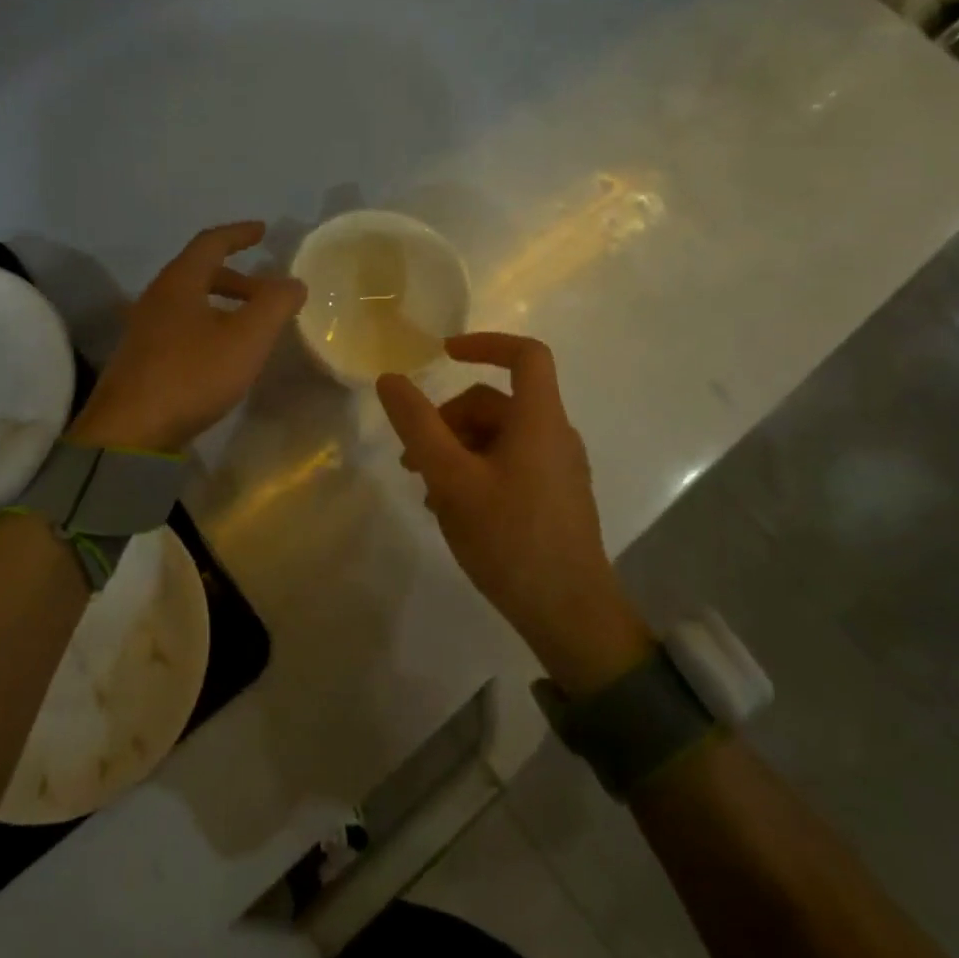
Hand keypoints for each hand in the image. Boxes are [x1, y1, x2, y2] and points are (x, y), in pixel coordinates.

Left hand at [69, 222, 306, 453]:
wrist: (130, 432)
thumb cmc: (192, 374)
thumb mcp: (246, 338)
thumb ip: (275, 304)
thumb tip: (293, 282)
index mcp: (179, 282)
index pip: (211, 242)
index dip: (239, 234)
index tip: (263, 230)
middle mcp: (156, 297)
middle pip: (199, 272)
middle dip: (237, 278)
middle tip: (266, 293)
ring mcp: (144, 329)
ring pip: (190, 302)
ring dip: (222, 304)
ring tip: (250, 327)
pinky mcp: (141, 358)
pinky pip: (180, 326)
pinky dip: (207, 325)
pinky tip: (221, 355)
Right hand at [377, 333, 652, 695]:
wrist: (569, 614)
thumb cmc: (509, 538)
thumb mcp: (451, 480)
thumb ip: (418, 426)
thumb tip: (389, 379)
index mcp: (539, 420)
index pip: (525, 355)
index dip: (484, 343)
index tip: (443, 354)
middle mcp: (555, 436)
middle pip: (498, 402)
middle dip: (449, 419)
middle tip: (412, 459)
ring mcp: (559, 469)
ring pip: (500, 436)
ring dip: (458, 448)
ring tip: (427, 489)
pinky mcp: (555, 498)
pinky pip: (511, 463)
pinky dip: (477, 469)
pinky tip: (453, 508)